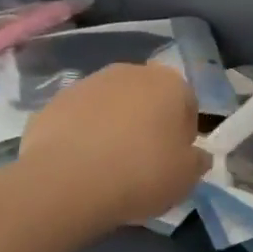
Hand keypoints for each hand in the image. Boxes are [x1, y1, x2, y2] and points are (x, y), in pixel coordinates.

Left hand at [17, 63, 205, 225]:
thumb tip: (195, 155)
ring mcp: (89, 83)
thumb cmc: (141, 173)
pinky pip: (80, 119)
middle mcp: (130, 72)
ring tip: (108, 166)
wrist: (68, 180)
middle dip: (148, 124)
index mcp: (169, 83)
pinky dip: (83, 135)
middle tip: (144, 163)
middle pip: (147, 98)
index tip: (175, 161)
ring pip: (112, 105)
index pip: (187, 104)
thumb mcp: (186, 177)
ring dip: (114, 127)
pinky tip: (81, 166)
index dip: (184, 135)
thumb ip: (196, 161)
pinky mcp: (56, 101)